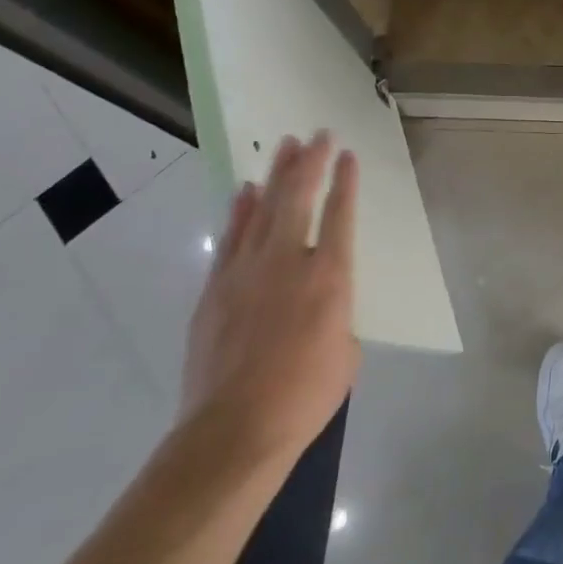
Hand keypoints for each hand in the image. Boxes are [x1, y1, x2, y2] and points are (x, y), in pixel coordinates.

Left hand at [177, 132, 360, 471]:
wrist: (235, 429)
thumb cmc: (304, 396)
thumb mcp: (345, 355)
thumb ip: (337, 317)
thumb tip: (321, 308)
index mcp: (329, 277)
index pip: (340, 214)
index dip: (345, 181)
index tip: (347, 155)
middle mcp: (288, 261)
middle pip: (299, 198)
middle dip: (310, 162)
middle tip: (316, 134)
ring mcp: (246, 271)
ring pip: (262, 209)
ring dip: (275, 175)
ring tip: (285, 146)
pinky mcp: (215, 288)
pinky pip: (231, 238)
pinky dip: (239, 211)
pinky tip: (245, 191)